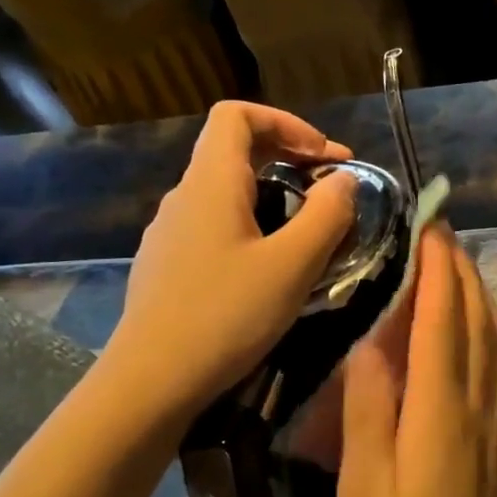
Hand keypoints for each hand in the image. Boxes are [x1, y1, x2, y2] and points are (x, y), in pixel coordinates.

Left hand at [107, 102, 356, 426]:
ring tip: (311, 233)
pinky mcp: (168, 265)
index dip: (288, 123)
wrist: (151, 381)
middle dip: (290, 159)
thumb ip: (327, 215)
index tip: (326, 158)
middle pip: (235, 150)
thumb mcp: (293, 265)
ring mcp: (171, 232)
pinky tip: (272, 269)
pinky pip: (216, 225)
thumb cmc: (226, 315)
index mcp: (210, 182)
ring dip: (275, 196)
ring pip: (227, 192)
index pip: (238, 115)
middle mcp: (184, 197)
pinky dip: (253, 226)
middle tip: (334, 191)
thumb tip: (344, 181)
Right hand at [338, 226, 496, 496]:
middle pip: (477, 322)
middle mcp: (482, 402)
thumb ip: (370, 405)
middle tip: (443, 237)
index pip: (441, 319)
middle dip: (461, 273)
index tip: (429, 230)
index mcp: (440, 406)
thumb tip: (376, 340)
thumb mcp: (363, 479)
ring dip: (486, 299)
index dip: (437, 270)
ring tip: (468, 269)